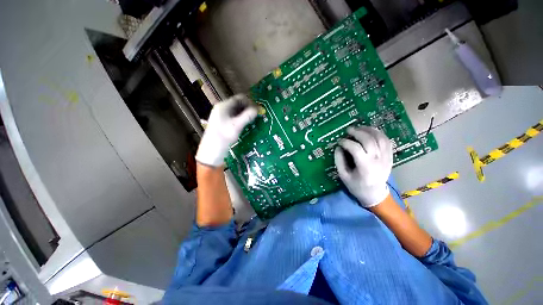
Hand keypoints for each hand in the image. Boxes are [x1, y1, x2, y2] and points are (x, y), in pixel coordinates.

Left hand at [196, 94, 257, 166]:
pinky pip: (234, 117)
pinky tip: (245, 124)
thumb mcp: (237, 125)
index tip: (257, 110)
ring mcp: (222, 115)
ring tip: (252, 120)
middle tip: (256, 115)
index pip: (240, 98)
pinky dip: (241, 118)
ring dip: (245, 114)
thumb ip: (247, 116)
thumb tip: (257, 109)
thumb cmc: (224, 136)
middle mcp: (222, 108)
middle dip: (248, 108)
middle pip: (238, 104)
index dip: (250, 102)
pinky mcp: (223, 122)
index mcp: (224, 106)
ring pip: (237, 111)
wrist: (212, 150)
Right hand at [334, 126, 392, 207]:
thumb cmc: (356, 186)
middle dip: (357, 132)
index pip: (356, 148)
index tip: (339, 141)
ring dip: (369, 130)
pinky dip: (379, 134)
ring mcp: (386, 157)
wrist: (375, 194)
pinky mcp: (390, 156)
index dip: (346, 142)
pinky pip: (387, 141)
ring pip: (380, 138)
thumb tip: (338, 147)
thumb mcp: (343, 175)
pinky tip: (371, 132)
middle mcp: (377, 160)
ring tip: (359, 127)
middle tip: (348, 130)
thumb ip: (339, 160)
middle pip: (369, 140)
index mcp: (365, 167)